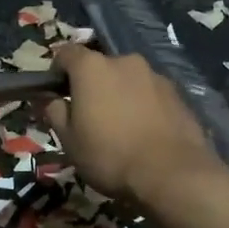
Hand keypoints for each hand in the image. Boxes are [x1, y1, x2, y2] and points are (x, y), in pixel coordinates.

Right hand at [42, 44, 217, 202]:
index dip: (57, 71)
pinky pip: (151, 93)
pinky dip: (143, 105)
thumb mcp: (69, 140)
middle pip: (100, 66)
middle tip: (90, 115)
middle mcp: (125, 61)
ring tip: (121, 126)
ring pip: (128, 79)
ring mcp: (155, 75)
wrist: (171, 173)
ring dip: (120, 94)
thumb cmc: (110, 155)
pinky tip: (145, 132)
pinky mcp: (177, 93)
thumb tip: (51, 100)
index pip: (66, 53)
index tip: (56, 93)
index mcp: (93, 68)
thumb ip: (55, 113)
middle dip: (92, 85)